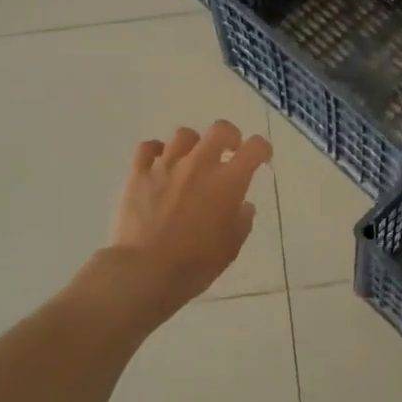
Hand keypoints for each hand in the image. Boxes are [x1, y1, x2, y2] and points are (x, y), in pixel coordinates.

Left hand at [110, 120, 272, 309]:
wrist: (145, 271)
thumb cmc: (195, 264)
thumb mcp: (231, 247)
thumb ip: (241, 221)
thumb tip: (242, 205)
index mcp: (228, 182)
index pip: (255, 148)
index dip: (262, 149)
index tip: (261, 159)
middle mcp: (199, 164)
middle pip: (220, 130)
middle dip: (230, 136)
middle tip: (229, 150)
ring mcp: (166, 165)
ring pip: (184, 135)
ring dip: (193, 144)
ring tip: (191, 160)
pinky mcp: (138, 173)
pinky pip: (148, 148)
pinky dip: (156, 151)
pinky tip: (159, 164)